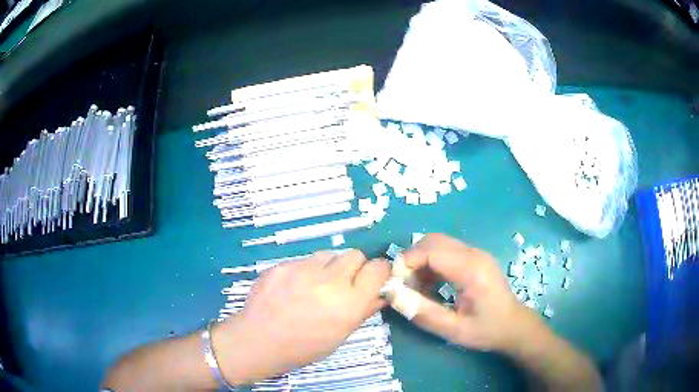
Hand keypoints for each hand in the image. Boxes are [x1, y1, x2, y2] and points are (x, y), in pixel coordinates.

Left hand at [214, 250, 390, 384]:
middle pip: (355, 255)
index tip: (373, 279)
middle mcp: (330, 281)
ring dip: (329, 267)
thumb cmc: (303, 347)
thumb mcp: (340, 335)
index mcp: (349, 303)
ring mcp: (303, 270)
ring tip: (316, 285)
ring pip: (329, 254)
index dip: (378, 272)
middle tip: (342, 284)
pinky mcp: (283, 264)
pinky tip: (294, 288)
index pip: (378, 268)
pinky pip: (304, 260)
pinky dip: (305, 270)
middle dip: (354, 267)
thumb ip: (363, 310)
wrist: (258, 340)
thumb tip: (381, 293)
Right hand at [402, 233, 542, 352]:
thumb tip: (392, 295)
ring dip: (420, 261)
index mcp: (471, 270)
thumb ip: (423, 313)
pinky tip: (430, 285)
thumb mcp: (453, 330)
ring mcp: (475, 253)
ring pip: (437, 243)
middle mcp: (474, 253)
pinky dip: (431, 263)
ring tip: (416, 288)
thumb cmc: (487, 330)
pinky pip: (445, 250)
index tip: (394, 283)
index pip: (431, 251)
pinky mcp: (474, 257)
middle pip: (432, 241)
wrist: (514, 326)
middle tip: (404, 286)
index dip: (407, 262)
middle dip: (412, 259)